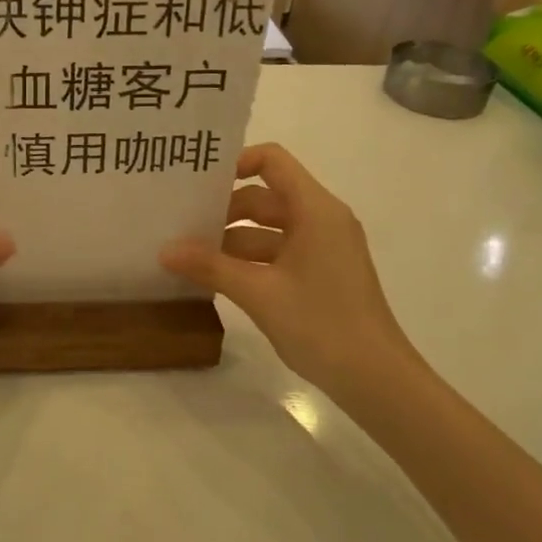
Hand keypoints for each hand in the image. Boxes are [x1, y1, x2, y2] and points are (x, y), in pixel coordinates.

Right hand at [159, 143, 420, 396]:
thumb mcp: (259, 293)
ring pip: (268, 229)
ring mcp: (322, 249)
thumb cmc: (322, 324)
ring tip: (188, 255)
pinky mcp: (319, 274)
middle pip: (265, 196)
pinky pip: (277, 253)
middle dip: (223, 209)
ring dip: (231, 240)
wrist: (376, 380)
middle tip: (181, 224)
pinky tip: (215, 278)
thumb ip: (210, 266)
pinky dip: (248, 261)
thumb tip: (164, 250)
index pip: (273, 161)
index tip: (199, 185)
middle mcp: (321, 220)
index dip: (235, 163)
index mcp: (315, 210)